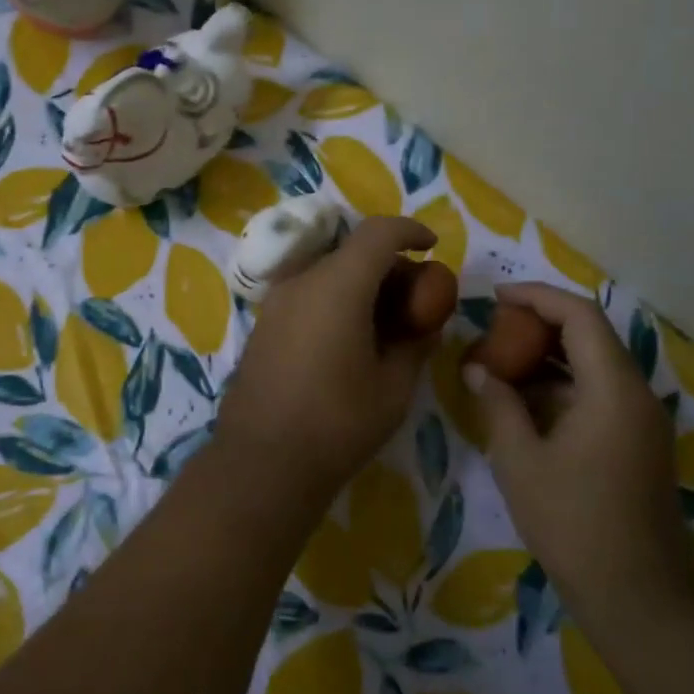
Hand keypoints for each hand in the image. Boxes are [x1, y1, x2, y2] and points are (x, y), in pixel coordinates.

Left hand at [217, 216, 440, 503]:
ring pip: (328, 273)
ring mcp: (276, 303)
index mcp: (337, 286)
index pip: (377, 232)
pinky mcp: (264, 325)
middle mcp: (301, 282)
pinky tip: (351, 339)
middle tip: (416, 300)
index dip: (409, 231)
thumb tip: (425, 323)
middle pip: (352, 252)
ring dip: (361, 285)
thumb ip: (415, 343)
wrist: (261, 462)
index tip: (432, 246)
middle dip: (389, 265)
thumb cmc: (337, 424)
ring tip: (387, 323)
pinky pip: (308, 295)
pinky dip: (336, 300)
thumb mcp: (394, 387)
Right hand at [465, 283, 693, 647]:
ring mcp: (640, 421)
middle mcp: (636, 394)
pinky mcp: (636, 444)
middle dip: (539, 325)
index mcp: (613, 389)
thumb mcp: (520, 460)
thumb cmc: (573, 522)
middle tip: (491, 330)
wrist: (637, 596)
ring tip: (498, 362)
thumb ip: (498, 404)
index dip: (536, 296)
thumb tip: (478, 370)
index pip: (579, 316)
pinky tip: (522, 403)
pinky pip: (597, 395)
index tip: (495, 297)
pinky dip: (559, 387)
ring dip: (547, 357)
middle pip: (590, 335)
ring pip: (593, 366)